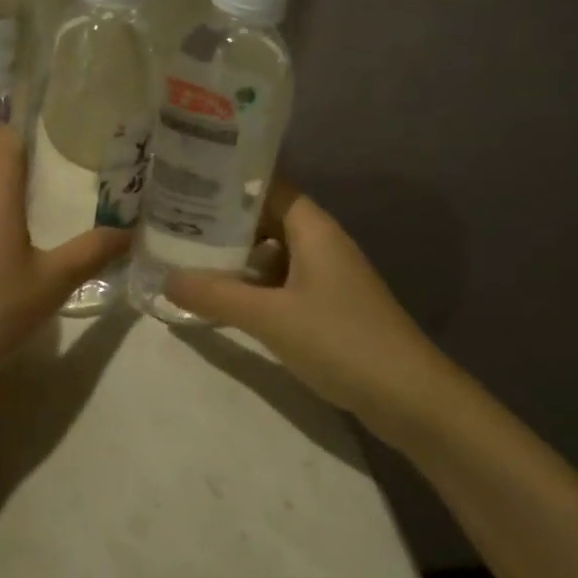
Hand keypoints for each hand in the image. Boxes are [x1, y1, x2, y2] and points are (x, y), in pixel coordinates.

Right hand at [165, 184, 439, 431]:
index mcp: (312, 227)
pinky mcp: (328, 305)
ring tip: (187, 257)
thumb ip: (215, 295)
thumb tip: (166, 278)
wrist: (410, 397)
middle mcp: (320, 241)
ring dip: (235, 255)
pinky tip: (224, 298)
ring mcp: (326, 274)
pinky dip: (253, 284)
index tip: (184, 180)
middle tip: (173, 222)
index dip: (226, 180)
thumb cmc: (341, 340)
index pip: (264, 184)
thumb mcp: (270, 317)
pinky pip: (281, 281)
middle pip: (264, 217)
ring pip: (271, 251)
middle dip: (222, 221)